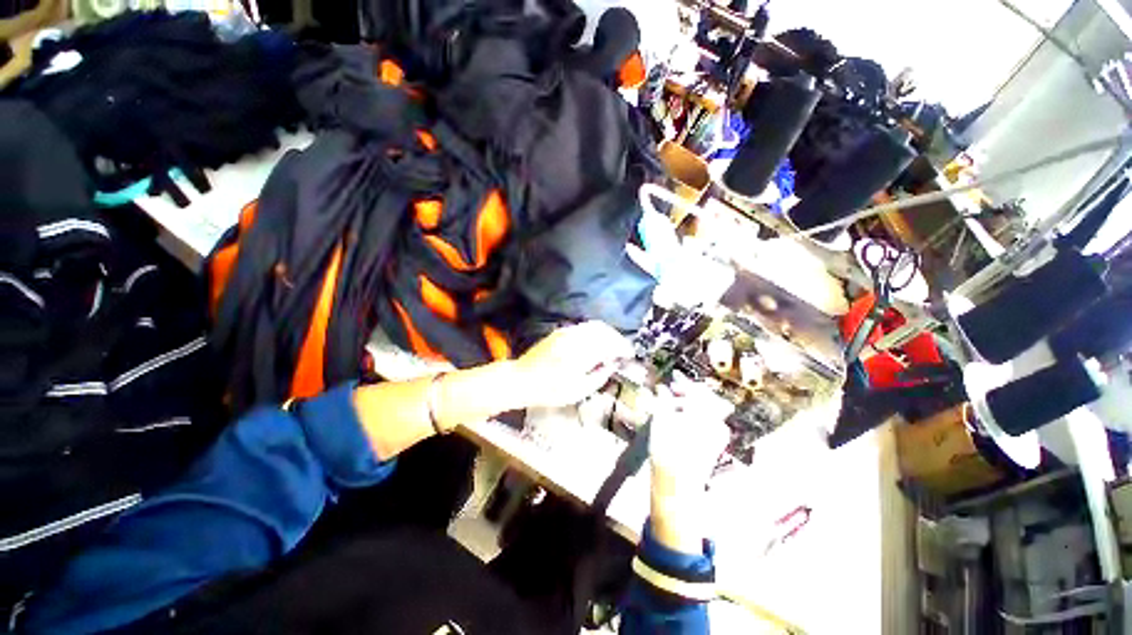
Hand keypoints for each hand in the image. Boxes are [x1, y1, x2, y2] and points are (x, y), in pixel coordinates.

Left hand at [511, 321, 633, 408]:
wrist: (522, 379)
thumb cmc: (550, 390)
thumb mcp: (578, 391)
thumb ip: (599, 376)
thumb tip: (612, 364)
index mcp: (581, 354)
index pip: (609, 344)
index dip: (623, 348)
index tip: (629, 354)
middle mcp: (575, 338)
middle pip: (604, 330)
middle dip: (617, 338)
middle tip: (623, 350)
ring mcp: (566, 332)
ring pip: (594, 325)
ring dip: (607, 333)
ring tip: (612, 345)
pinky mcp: (560, 331)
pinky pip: (583, 326)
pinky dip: (595, 331)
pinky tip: (596, 341)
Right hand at [647, 374, 731, 553]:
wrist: (678, 483)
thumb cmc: (666, 449)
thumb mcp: (660, 419)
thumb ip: (663, 399)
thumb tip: (662, 387)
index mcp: (704, 413)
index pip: (697, 390)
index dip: (683, 381)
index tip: (673, 375)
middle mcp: (716, 421)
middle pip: (704, 399)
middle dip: (688, 392)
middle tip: (672, 389)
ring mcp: (719, 434)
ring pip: (706, 409)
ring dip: (691, 403)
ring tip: (673, 403)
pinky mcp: (716, 444)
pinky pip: (707, 420)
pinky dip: (695, 414)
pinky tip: (681, 416)